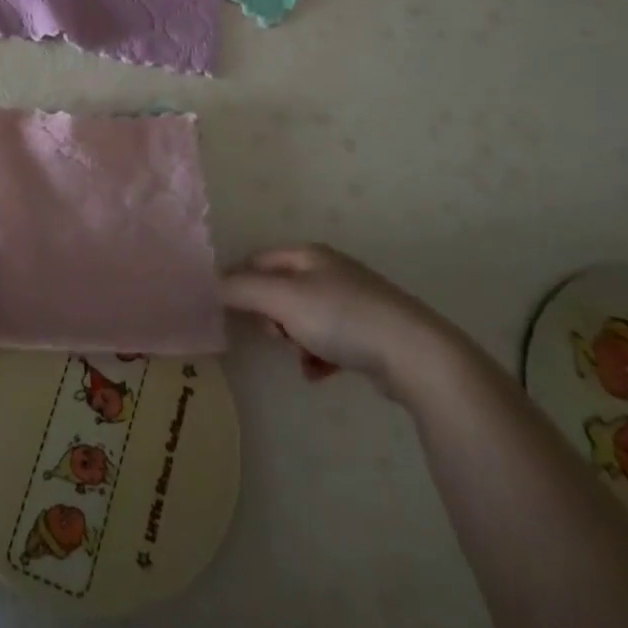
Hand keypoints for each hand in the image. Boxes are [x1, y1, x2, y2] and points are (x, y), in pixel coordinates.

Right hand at [220, 244, 453, 397]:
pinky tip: (320, 373)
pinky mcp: (369, 332)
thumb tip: (211, 283)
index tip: (234, 314)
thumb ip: (242, 289)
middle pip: (279, 290)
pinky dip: (317, 356)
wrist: (415, 354)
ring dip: (294, 339)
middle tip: (278, 336)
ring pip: (302, 317)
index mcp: (308, 254)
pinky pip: (327, 340)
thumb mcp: (283, 299)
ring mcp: (352, 300)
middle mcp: (329, 270)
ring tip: (303, 358)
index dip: (240, 284)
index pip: (257, 260)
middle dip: (271, 316)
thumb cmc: (343, 318)